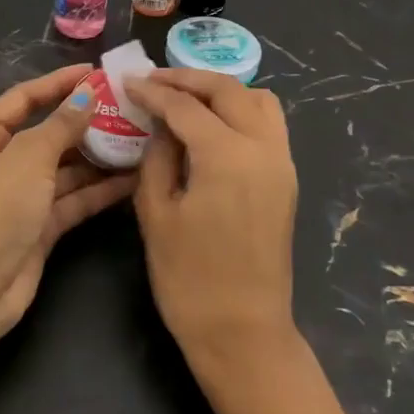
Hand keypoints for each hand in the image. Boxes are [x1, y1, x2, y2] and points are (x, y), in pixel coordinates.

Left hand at [0, 64, 137, 339]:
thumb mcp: (27, 158)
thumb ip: (61, 125)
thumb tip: (87, 95)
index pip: (24, 98)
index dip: (59, 83)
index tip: (96, 71)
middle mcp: (2, 161)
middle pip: (49, 132)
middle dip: (86, 122)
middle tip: (130, 107)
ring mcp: (22, 196)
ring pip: (66, 167)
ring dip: (99, 156)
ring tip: (142, 139)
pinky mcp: (41, 226)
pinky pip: (74, 198)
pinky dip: (99, 189)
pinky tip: (133, 177)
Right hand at [129, 70, 364, 413]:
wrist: (243, 333)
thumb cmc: (189, 278)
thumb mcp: (156, 212)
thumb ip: (158, 156)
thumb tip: (161, 124)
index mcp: (227, 155)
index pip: (185, 107)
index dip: (153, 92)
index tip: (127, 82)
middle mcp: (263, 148)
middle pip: (228, 91)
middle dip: (188, 79)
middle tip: (154, 81)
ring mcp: (282, 163)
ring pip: (258, 101)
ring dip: (221, 91)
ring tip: (186, 97)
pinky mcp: (286, 180)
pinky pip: (269, 125)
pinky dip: (241, 111)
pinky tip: (212, 124)